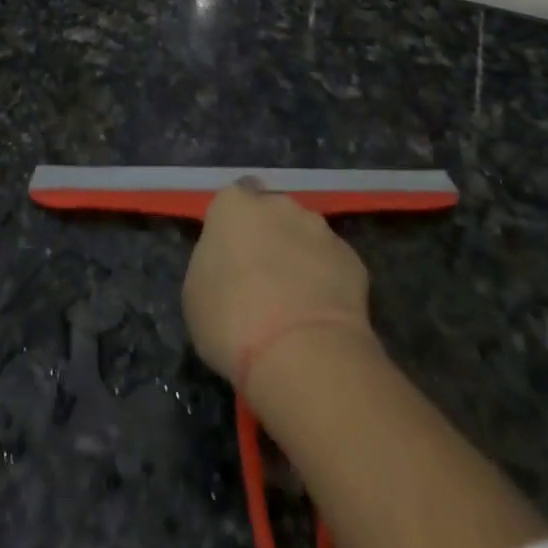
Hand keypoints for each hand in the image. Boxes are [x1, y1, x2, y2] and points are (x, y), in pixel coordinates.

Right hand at [182, 181, 371, 389]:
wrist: (300, 350)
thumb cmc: (231, 320)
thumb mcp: (196, 294)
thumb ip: (213, 265)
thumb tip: (230, 266)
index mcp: (233, 207)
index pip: (233, 198)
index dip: (233, 225)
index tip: (232, 253)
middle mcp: (279, 205)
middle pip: (272, 212)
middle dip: (269, 236)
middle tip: (262, 278)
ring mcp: (319, 229)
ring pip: (305, 235)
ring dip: (300, 256)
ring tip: (295, 301)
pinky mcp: (351, 258)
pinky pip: (332, 263)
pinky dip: (327, 280)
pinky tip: (320, 314)